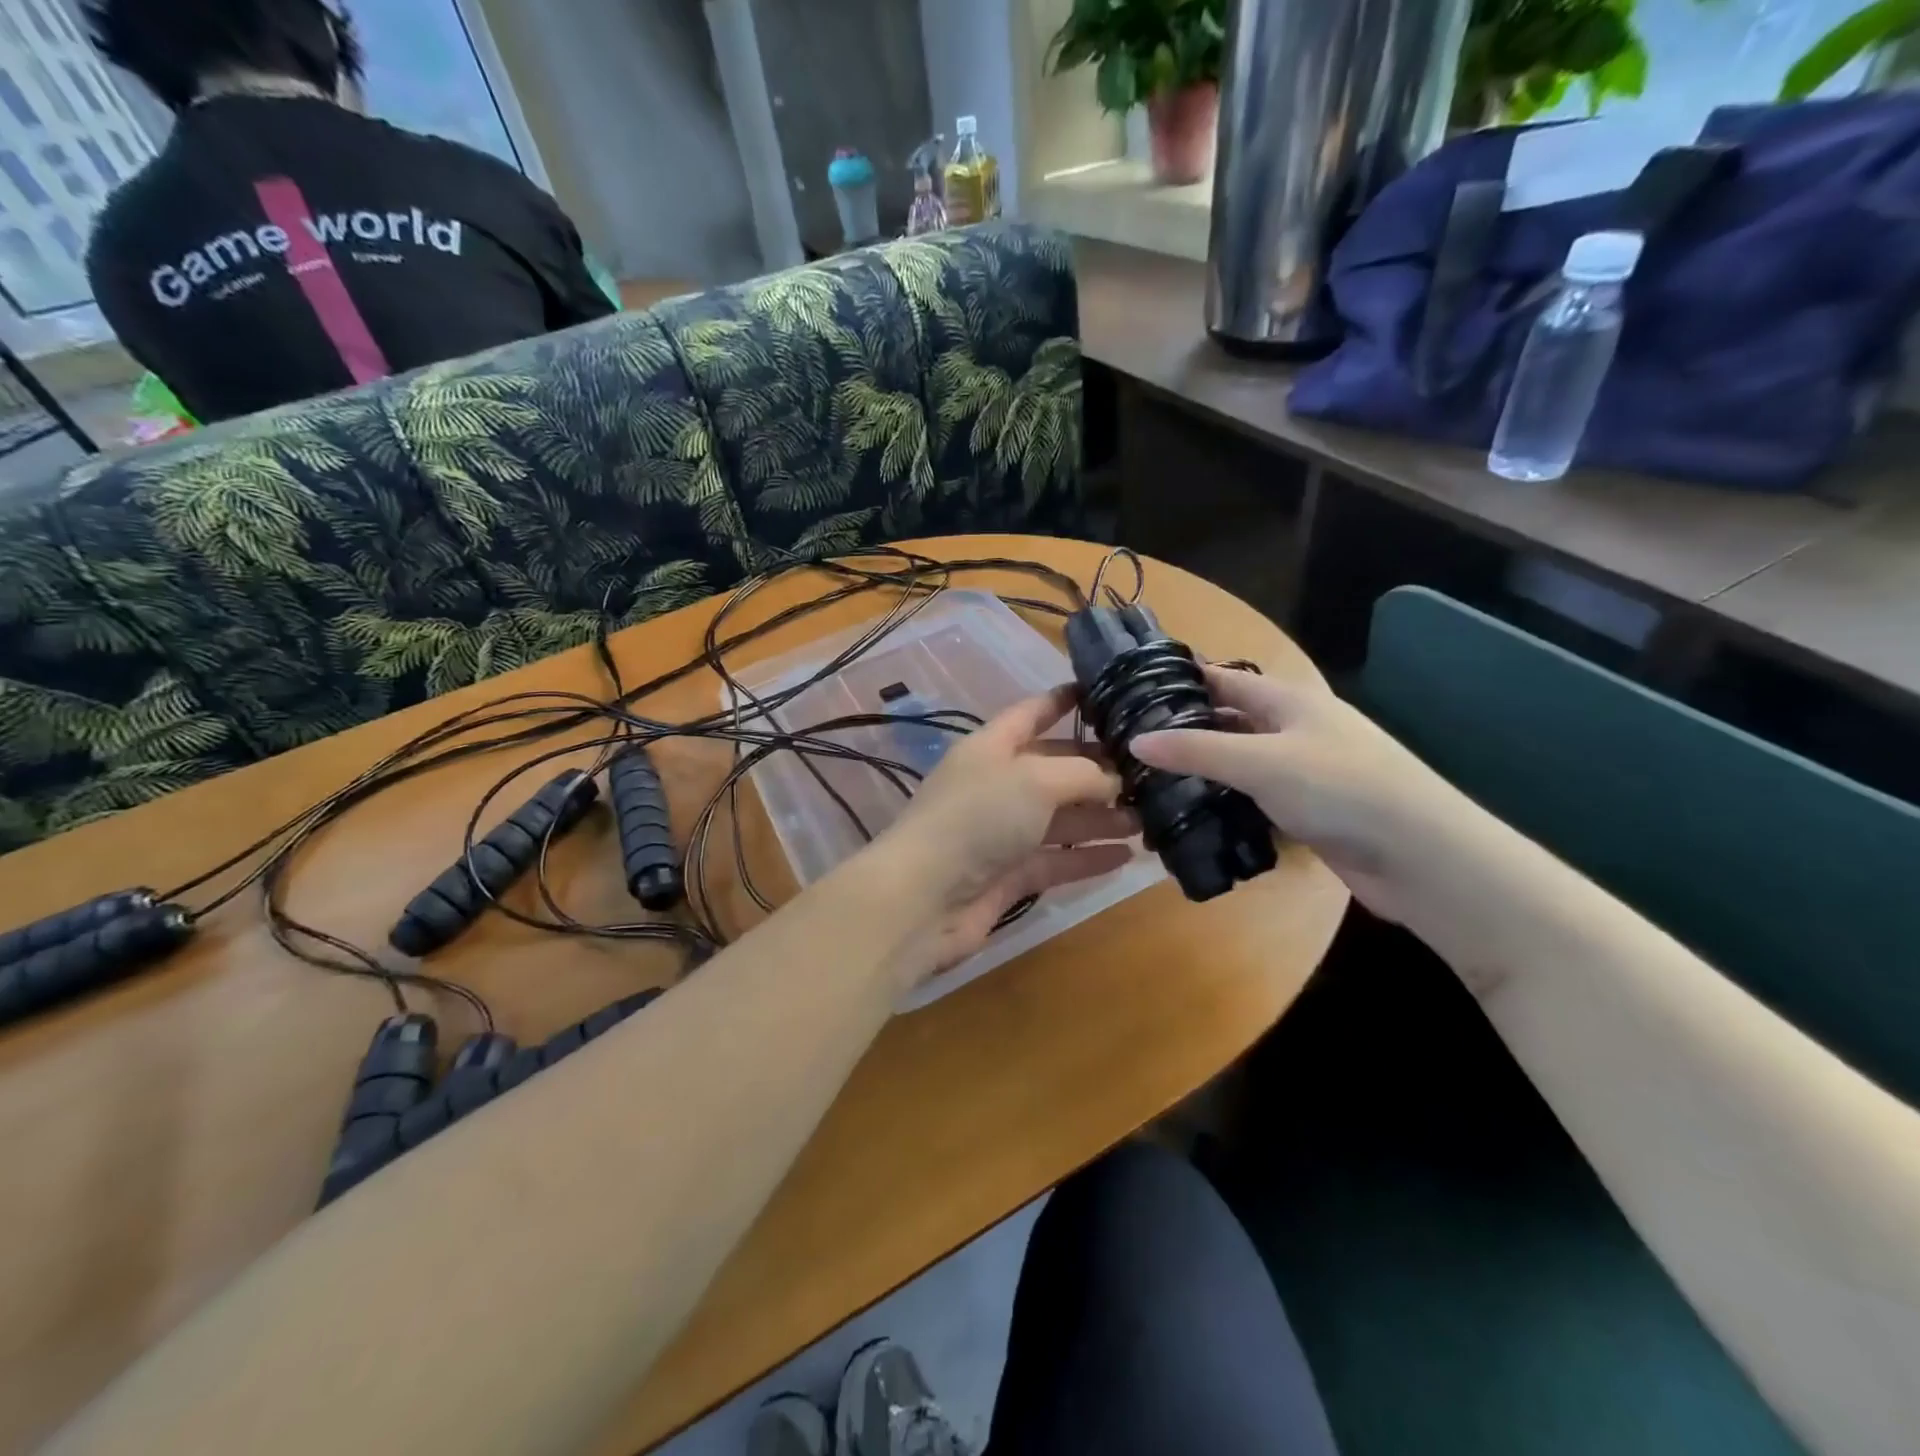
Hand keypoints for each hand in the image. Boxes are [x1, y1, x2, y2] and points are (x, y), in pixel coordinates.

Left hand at [868, 686, 1137, 978]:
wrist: (924, 899)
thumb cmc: (977, 819)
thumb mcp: (1034, 779)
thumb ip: (1081, 774)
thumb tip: (1113, 781)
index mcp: (992, 747)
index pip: (1031, 713)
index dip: (1063, 701)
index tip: (1104, 693)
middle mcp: (997, 785)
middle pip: (1054, 770)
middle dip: (1098, 770)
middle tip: (1149, 774)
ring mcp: (1002, 833)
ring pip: (1060, 819)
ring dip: (1101, 818)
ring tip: (1149, 817)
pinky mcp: (1009, 876)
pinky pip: (1057, 861)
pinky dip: (1088, 858)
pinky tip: (1126, 856)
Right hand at [1130, 667, 1475, 924]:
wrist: (1421, 856)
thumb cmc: (1341, 789)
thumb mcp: (1261, 762)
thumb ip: (1196, 750)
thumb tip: (1135, 741)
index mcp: (1289, 700)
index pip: (1223, 679)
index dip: (1181, 680)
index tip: (1131, 691)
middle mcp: (1295, 728)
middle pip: (1230, 719)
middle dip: (1185, 727)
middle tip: (1129, 742)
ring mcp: (1304, 770)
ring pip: (1240, 760)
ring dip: (1203, 768)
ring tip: (1148, 779)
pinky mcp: (1308, 810)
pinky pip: (1255, 795)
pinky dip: (1226, 800)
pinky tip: (1193, 813)